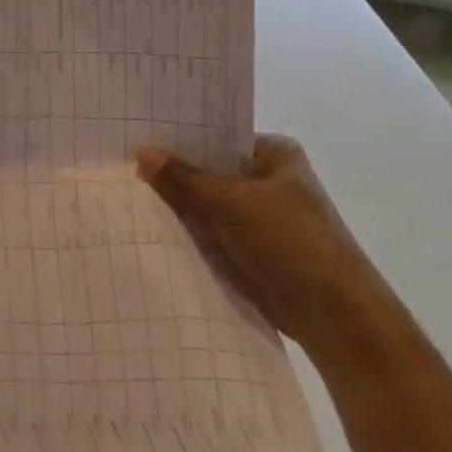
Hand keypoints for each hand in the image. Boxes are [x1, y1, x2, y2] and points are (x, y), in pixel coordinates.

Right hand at [136, 135, 402, 363]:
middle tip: (118, 163)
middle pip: (206, 171)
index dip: (177, 138)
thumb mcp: (232, 202)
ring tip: (121, 192)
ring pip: (203, 205)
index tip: (135, 134)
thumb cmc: (292, 242)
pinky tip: (143, 225)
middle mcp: (265, 181)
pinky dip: (183, 233)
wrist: (333, 317)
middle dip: (170, 173)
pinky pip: (205, 234)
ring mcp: (255, 218)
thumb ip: (184, 179)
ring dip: (174, 206)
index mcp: (273, 155)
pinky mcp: (246, 250)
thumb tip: (141, 152)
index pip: (216, 137)